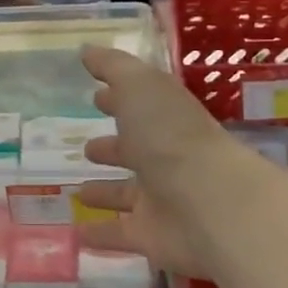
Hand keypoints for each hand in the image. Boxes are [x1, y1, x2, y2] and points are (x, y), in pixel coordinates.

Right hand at [76, 46, 262, 279]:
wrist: (209, 203)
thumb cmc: (171, 136)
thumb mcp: (140, 87)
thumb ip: (113, 67)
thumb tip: (86, 50)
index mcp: (167, 120)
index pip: (141, 107)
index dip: (118, 100)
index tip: (95, 97)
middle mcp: (167, 158)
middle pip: (137, 152)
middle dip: (113, 148)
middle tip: (87, 149)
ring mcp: (162, 200)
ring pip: (129, 195)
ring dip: (107, 193)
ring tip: (80, 191)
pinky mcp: (153, 236)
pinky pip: (121, 234)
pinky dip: (102, 234)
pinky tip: (78, 233)